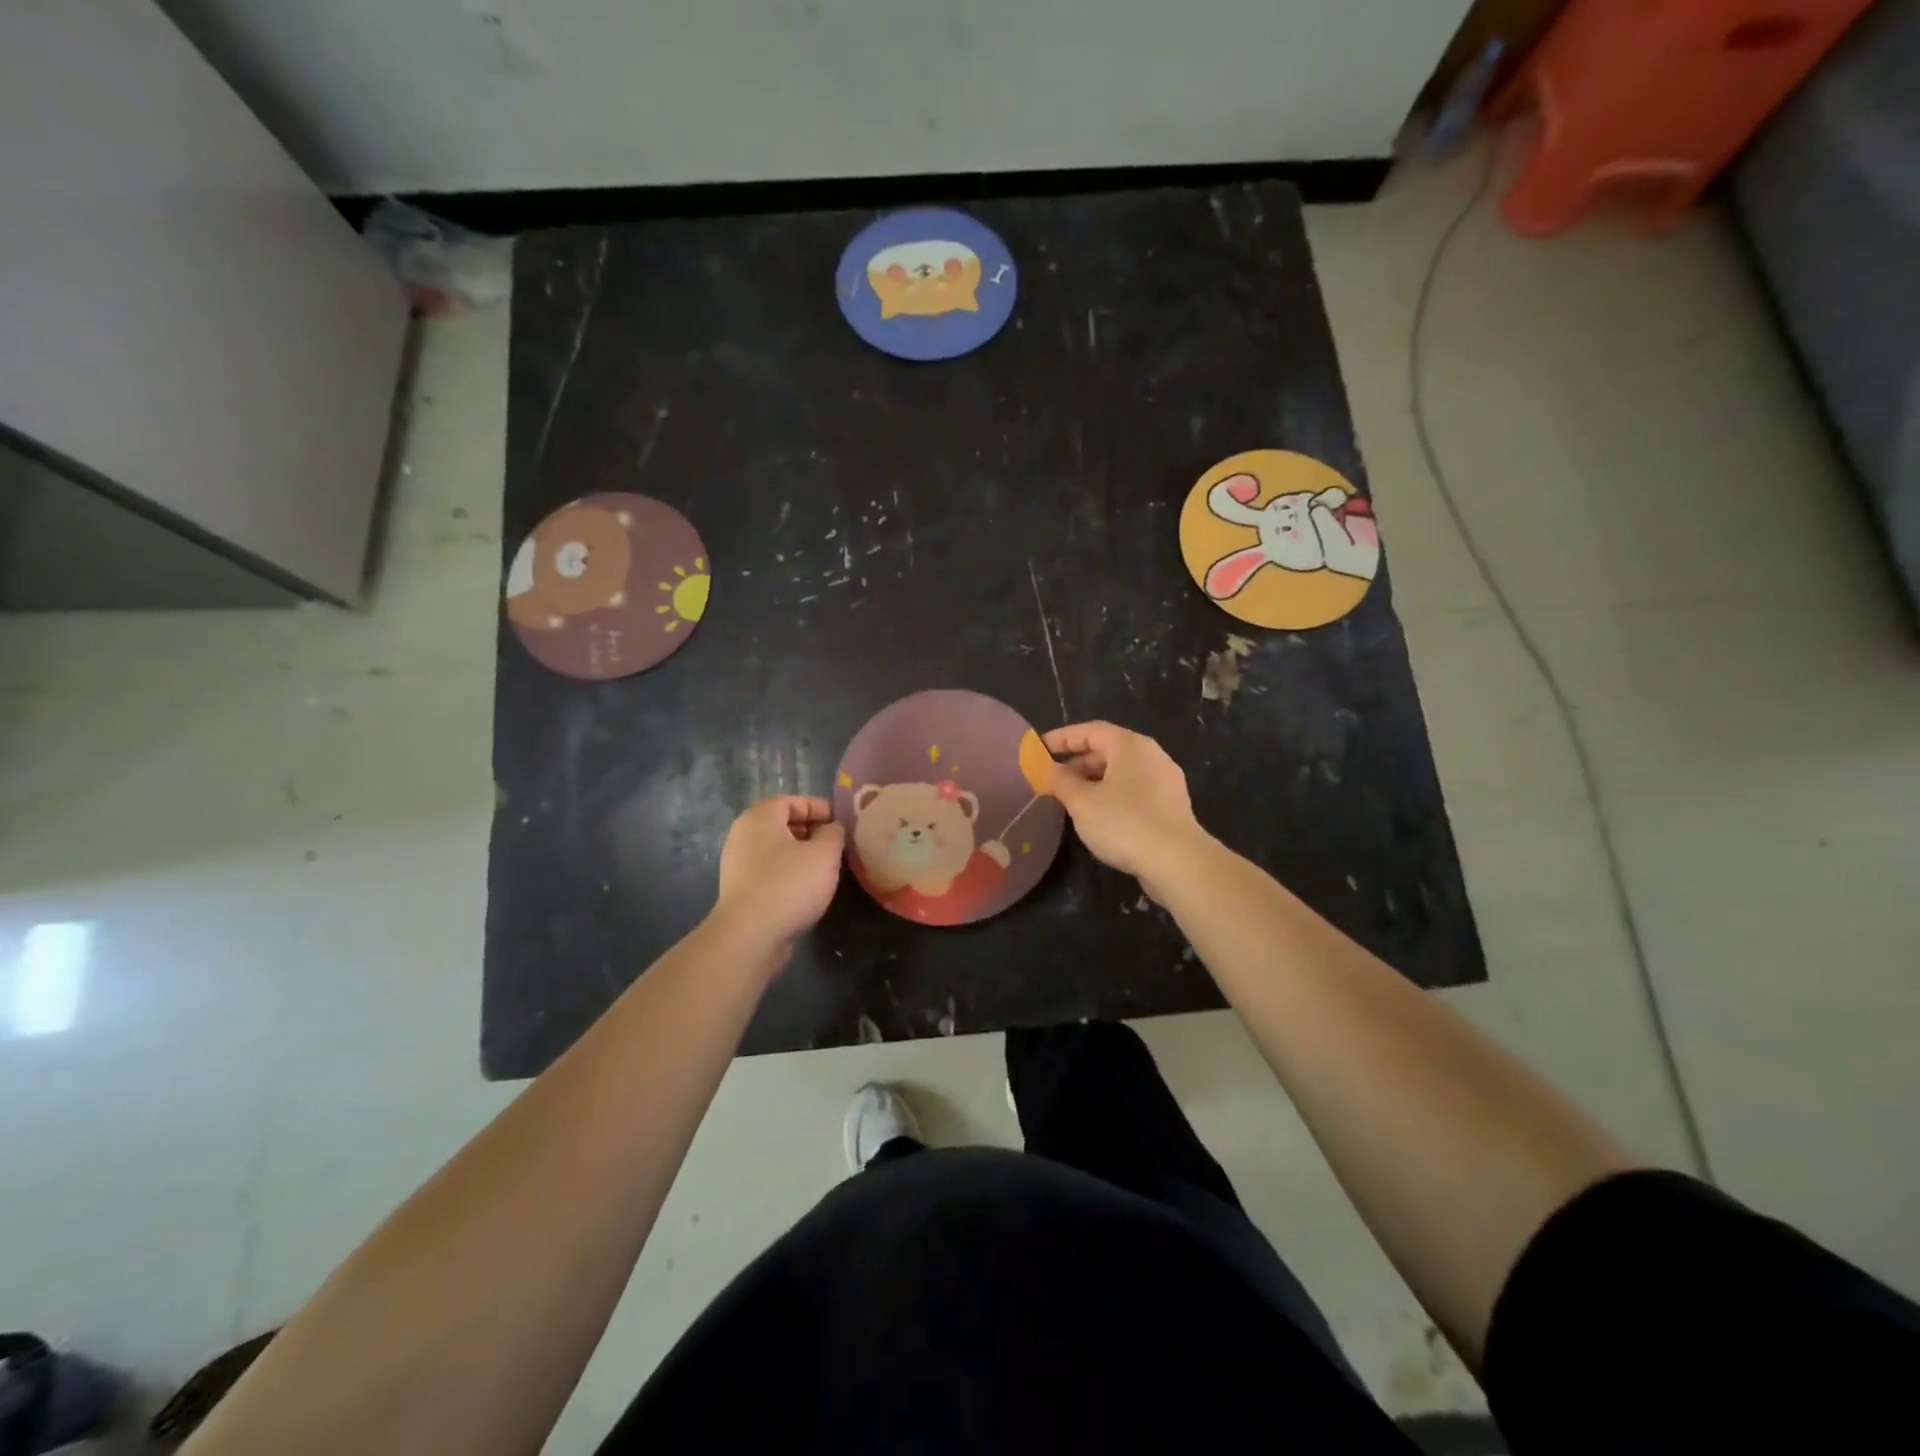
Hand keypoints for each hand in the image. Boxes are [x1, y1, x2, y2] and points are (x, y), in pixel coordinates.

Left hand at [714, 796, 844, 947]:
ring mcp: (738, 864)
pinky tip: (807, 890)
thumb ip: (834, 834)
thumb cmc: (789, 884)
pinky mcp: (741, 891)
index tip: (842, 824)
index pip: (793, 801)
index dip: (820, 808)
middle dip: (813, 832)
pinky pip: (770, 872)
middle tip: (838, 846)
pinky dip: (790, 874)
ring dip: (803, 855)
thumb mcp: (824, 854)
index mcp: (760, 817)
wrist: (750, 936)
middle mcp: (744, 835)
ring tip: (827, 869)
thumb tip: (832, 829)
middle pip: (783, 824)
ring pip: (778, 850)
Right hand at [1044, 722, 1209, 895]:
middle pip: (1108, 750)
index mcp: (1131, 745)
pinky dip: (1112, 796)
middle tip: (1053, 779)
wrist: (1177, 862)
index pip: (1091, 730)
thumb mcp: (1082, 802)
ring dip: (1094, 781)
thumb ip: (1060, 781)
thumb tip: (1048, 768)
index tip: (1040, 749)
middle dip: (1078, 763)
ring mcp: (1166, 781)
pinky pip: (1135, 791)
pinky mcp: (1171, 806)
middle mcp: (1152, 755)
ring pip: (1122, 772)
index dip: (1063, 738)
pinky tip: (1099, 817)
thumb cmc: (1124, 823)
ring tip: (1072, 800)